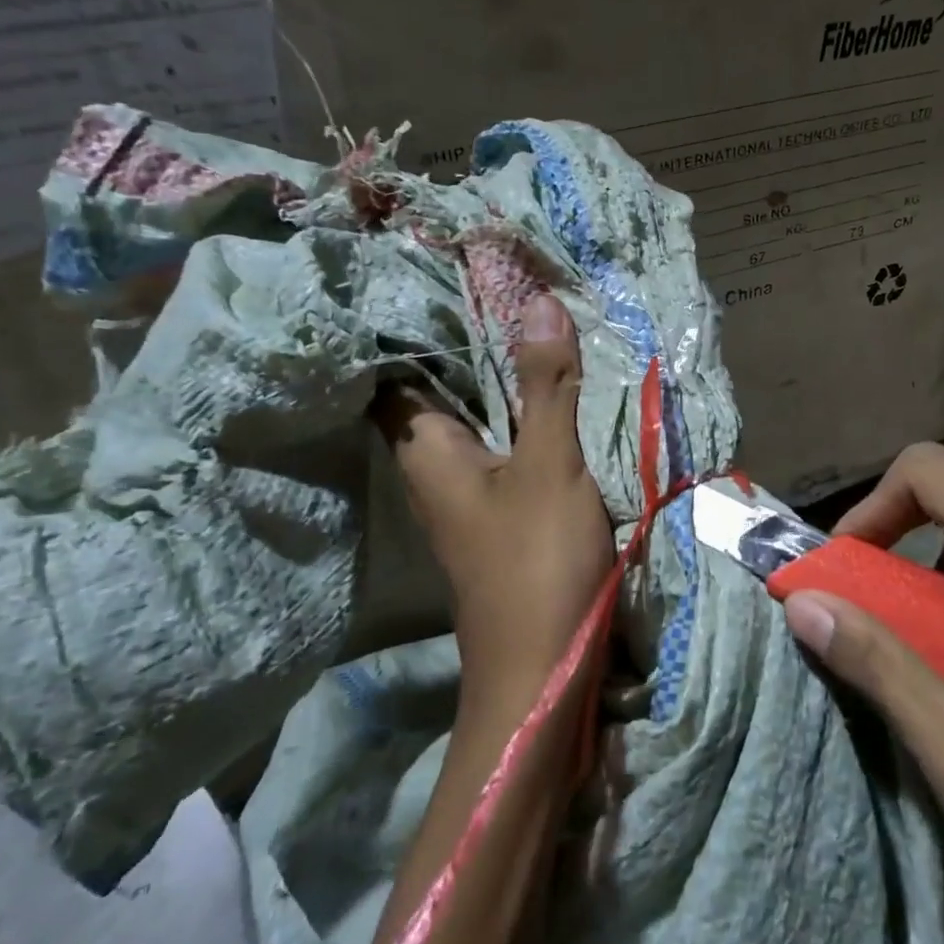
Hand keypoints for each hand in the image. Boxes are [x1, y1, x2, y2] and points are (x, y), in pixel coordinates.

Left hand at [377, 293, 614, 712]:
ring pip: (473, 416)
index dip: (406, 323)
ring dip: (496, 375)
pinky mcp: (499, 509)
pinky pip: (501, 442)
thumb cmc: (535, 563)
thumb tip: (538, 301)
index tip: (436, 273)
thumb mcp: (548, 465)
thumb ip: (544, 386)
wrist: (542, 670)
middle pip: (436, 388)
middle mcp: (436, 465)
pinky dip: (518, 411)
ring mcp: (468, 491)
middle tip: (499, 281)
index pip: (393, 371)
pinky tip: (550, 389)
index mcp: (427, 449)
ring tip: (526, 317)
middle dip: (464, 339)